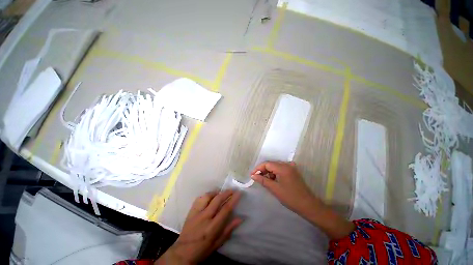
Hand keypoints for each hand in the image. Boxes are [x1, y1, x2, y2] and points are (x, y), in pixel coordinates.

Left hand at [156, 190, 241, 264]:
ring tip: (221, 192)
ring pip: (207, 196)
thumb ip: (229, 229)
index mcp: (212, 227)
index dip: (233, 199)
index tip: (238, 193)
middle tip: (232, 189)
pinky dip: (206, 195)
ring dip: (216, 192)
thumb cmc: (203, 249)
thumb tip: (240, 218)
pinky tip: (210, 196)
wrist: (183, 252)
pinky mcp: (191, 211)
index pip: (225, 209)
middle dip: (226, 192)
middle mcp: (205, 217)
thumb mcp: (218, 243)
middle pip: (217, 199)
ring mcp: (196, 213)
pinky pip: (199, 198)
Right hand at [250, 161, 316, 215]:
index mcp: (283, 168)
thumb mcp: (274, 189)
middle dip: (263, 170)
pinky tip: (273, 180)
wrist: (308, 205)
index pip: (267, 164)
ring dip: (269, 172)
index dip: (258, 168)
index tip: (252, 175)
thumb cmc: (290, 198)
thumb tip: (253, 175)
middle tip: (257, 178)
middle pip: (271, 164)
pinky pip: (281, 169)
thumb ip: (262, 180)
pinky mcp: (293, 172)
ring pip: (275, 167)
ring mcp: (291, 168)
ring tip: (266, 181)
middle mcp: (287, 165)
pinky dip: (275, 174)